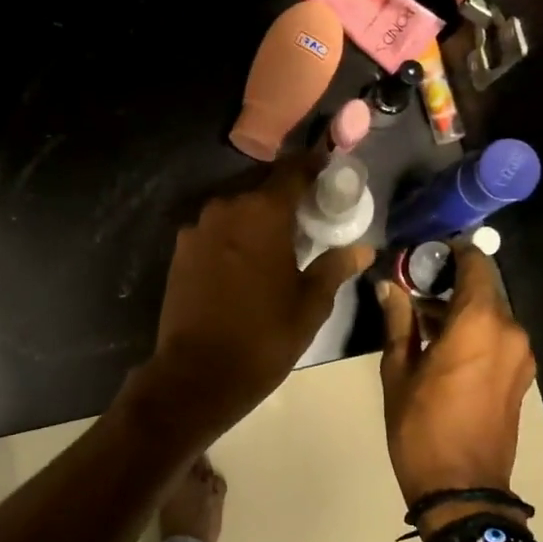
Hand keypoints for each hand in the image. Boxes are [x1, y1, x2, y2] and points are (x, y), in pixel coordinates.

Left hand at [138, 153, 373, 442]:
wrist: (198, 374)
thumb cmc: (264, 337)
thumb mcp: (310, 305)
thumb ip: (334, 267)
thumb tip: (362, 249)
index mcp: (262, 212)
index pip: (292, 170)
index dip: (313, 167)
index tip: (328, 173)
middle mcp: (226, 208)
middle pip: (261, 187)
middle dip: (285, 196)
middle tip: (307, 216)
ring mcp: (197, 229)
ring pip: (235, 209)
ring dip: (256, 217)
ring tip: (277, 242)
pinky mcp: (180, 252)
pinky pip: (215, 231)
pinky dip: (233, 236)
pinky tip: (246, 262)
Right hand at [376, 245, 536, 505]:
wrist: (462, 490)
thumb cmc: (421, 428)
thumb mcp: (398, 372)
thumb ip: (398, 321)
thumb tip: (389, 286)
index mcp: (480, 323)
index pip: (475, 263)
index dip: (450, 252)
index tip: (421, 256)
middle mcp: (510, 331)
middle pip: (484, 288)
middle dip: (450, 283)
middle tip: (412, 290)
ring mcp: (521, 355)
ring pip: (491, 313)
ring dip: (461, 310)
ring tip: (421, 322)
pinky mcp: (521, 376)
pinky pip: (498, 337)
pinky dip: (474, 331)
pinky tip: (443, 347)